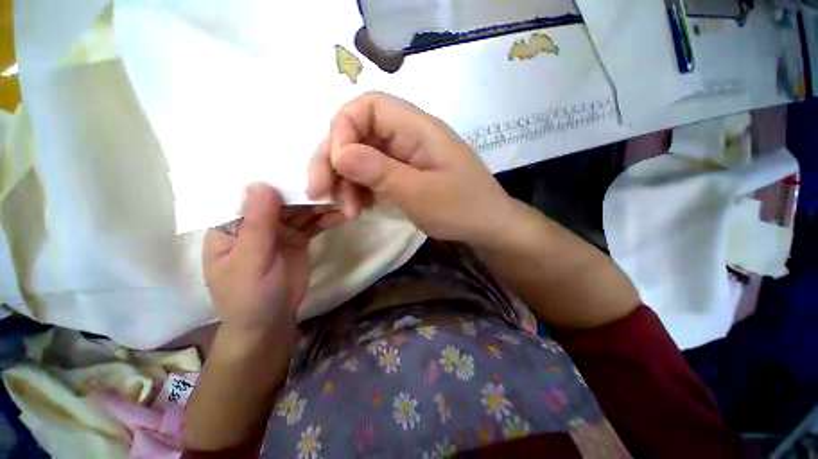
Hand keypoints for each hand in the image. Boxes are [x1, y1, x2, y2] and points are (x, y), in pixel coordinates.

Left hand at [203, 184, 344, 338]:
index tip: (294, 157)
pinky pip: (315, 223)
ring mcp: (280, 229)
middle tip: (332, 179)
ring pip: (301, 209)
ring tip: (344, 196)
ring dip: (321, 203)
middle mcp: (256, 221)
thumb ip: (256, 225)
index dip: (269, 173)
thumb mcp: (250, 262)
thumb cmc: (249, 296)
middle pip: (281, 197)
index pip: (248, 190)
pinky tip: (343, 214)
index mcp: (232, 223)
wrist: (271, 323)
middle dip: (304, 189)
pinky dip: (328, 218)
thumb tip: (261, 184)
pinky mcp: (299, 238)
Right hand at [307, 92, 514, 246]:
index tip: (337, 168)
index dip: (342, 131)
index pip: (367, 107)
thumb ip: (381, 172)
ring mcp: (404, 155)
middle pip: (357, 132)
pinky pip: (371, 173)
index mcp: (417, 128)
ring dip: (344, 180)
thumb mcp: (421, 194)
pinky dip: (358, 188)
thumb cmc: (462, 209)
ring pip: (360, 155)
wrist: (486, 226)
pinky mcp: (403, 172)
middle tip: (322, 195)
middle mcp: (407, 135)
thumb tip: (338, 153)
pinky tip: (357, 207)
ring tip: (346, 211)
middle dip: (334, 161)